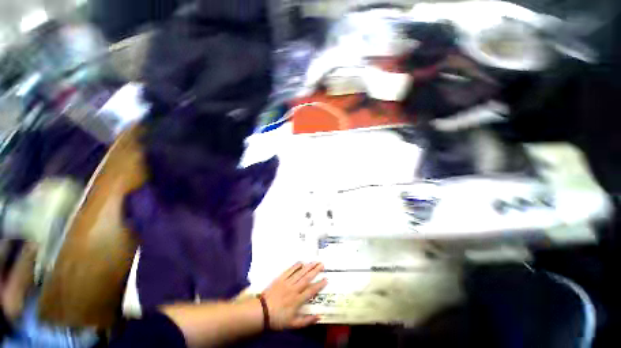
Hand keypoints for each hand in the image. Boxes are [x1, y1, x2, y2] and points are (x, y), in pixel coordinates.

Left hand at [261, 262, 326, 329]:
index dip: (319, 284)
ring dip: (308, 266)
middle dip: (315, 271)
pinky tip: (301, 262)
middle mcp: (294, 289)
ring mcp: (287, 282)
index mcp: (297, 300)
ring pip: (299, 273)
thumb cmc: (278, 319)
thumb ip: (306, 321)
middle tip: (322, 264)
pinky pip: (289, 270)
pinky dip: (295, 266)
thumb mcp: (293, 324)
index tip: (326, 279)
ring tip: (314, 261)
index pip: (311, 291)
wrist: (262, 312)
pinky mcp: (280, 278)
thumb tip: (319, 316)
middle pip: (306, 278)